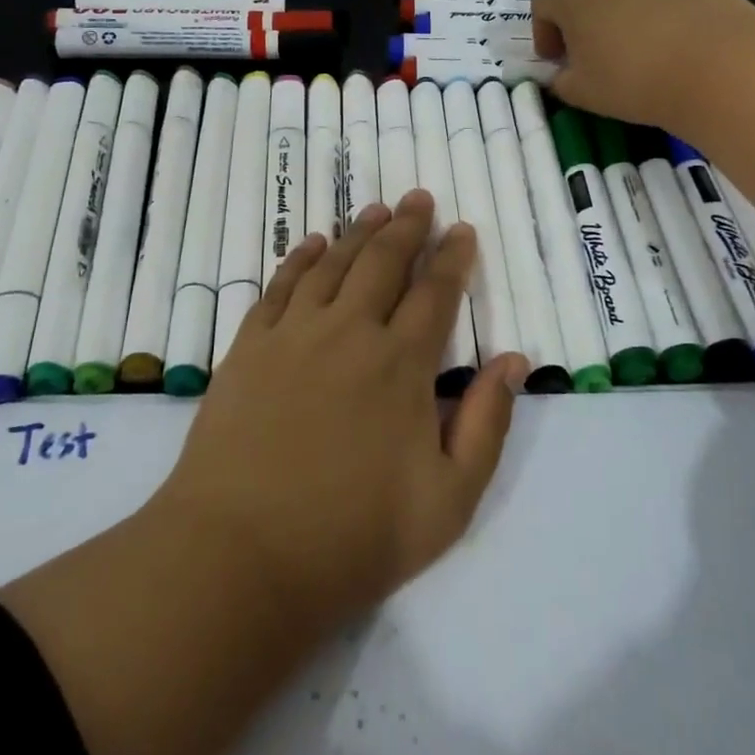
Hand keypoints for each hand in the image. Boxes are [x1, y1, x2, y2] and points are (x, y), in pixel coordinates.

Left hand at [158, 190, 526, 631]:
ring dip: (359, 233)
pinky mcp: (250, 347)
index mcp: (402, 364)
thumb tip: (514, 360)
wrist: (240, 556)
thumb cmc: (354, 536)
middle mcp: (350, 332)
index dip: (452, 257)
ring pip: (334, 264)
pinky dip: (301, 258)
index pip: (436, 293)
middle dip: (408, 227)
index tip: (462, 230)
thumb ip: (487, 423)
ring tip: (377, 210)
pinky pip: (281, 286)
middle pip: (384, 263)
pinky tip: (313, 244)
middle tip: (420, 198)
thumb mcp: (449, 499)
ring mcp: (294, 334)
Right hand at [532, 0, 754, 195]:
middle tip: (585, 44)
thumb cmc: (633, 77)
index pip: (543, 4)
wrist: (718, 63)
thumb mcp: (583, 92)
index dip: (545, 34)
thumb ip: (562, 80)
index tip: (557, 61)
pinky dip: (645, 1)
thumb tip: (564, 73)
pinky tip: (659, 34)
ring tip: (623, 36)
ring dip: (610, 0)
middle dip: (574, 8)